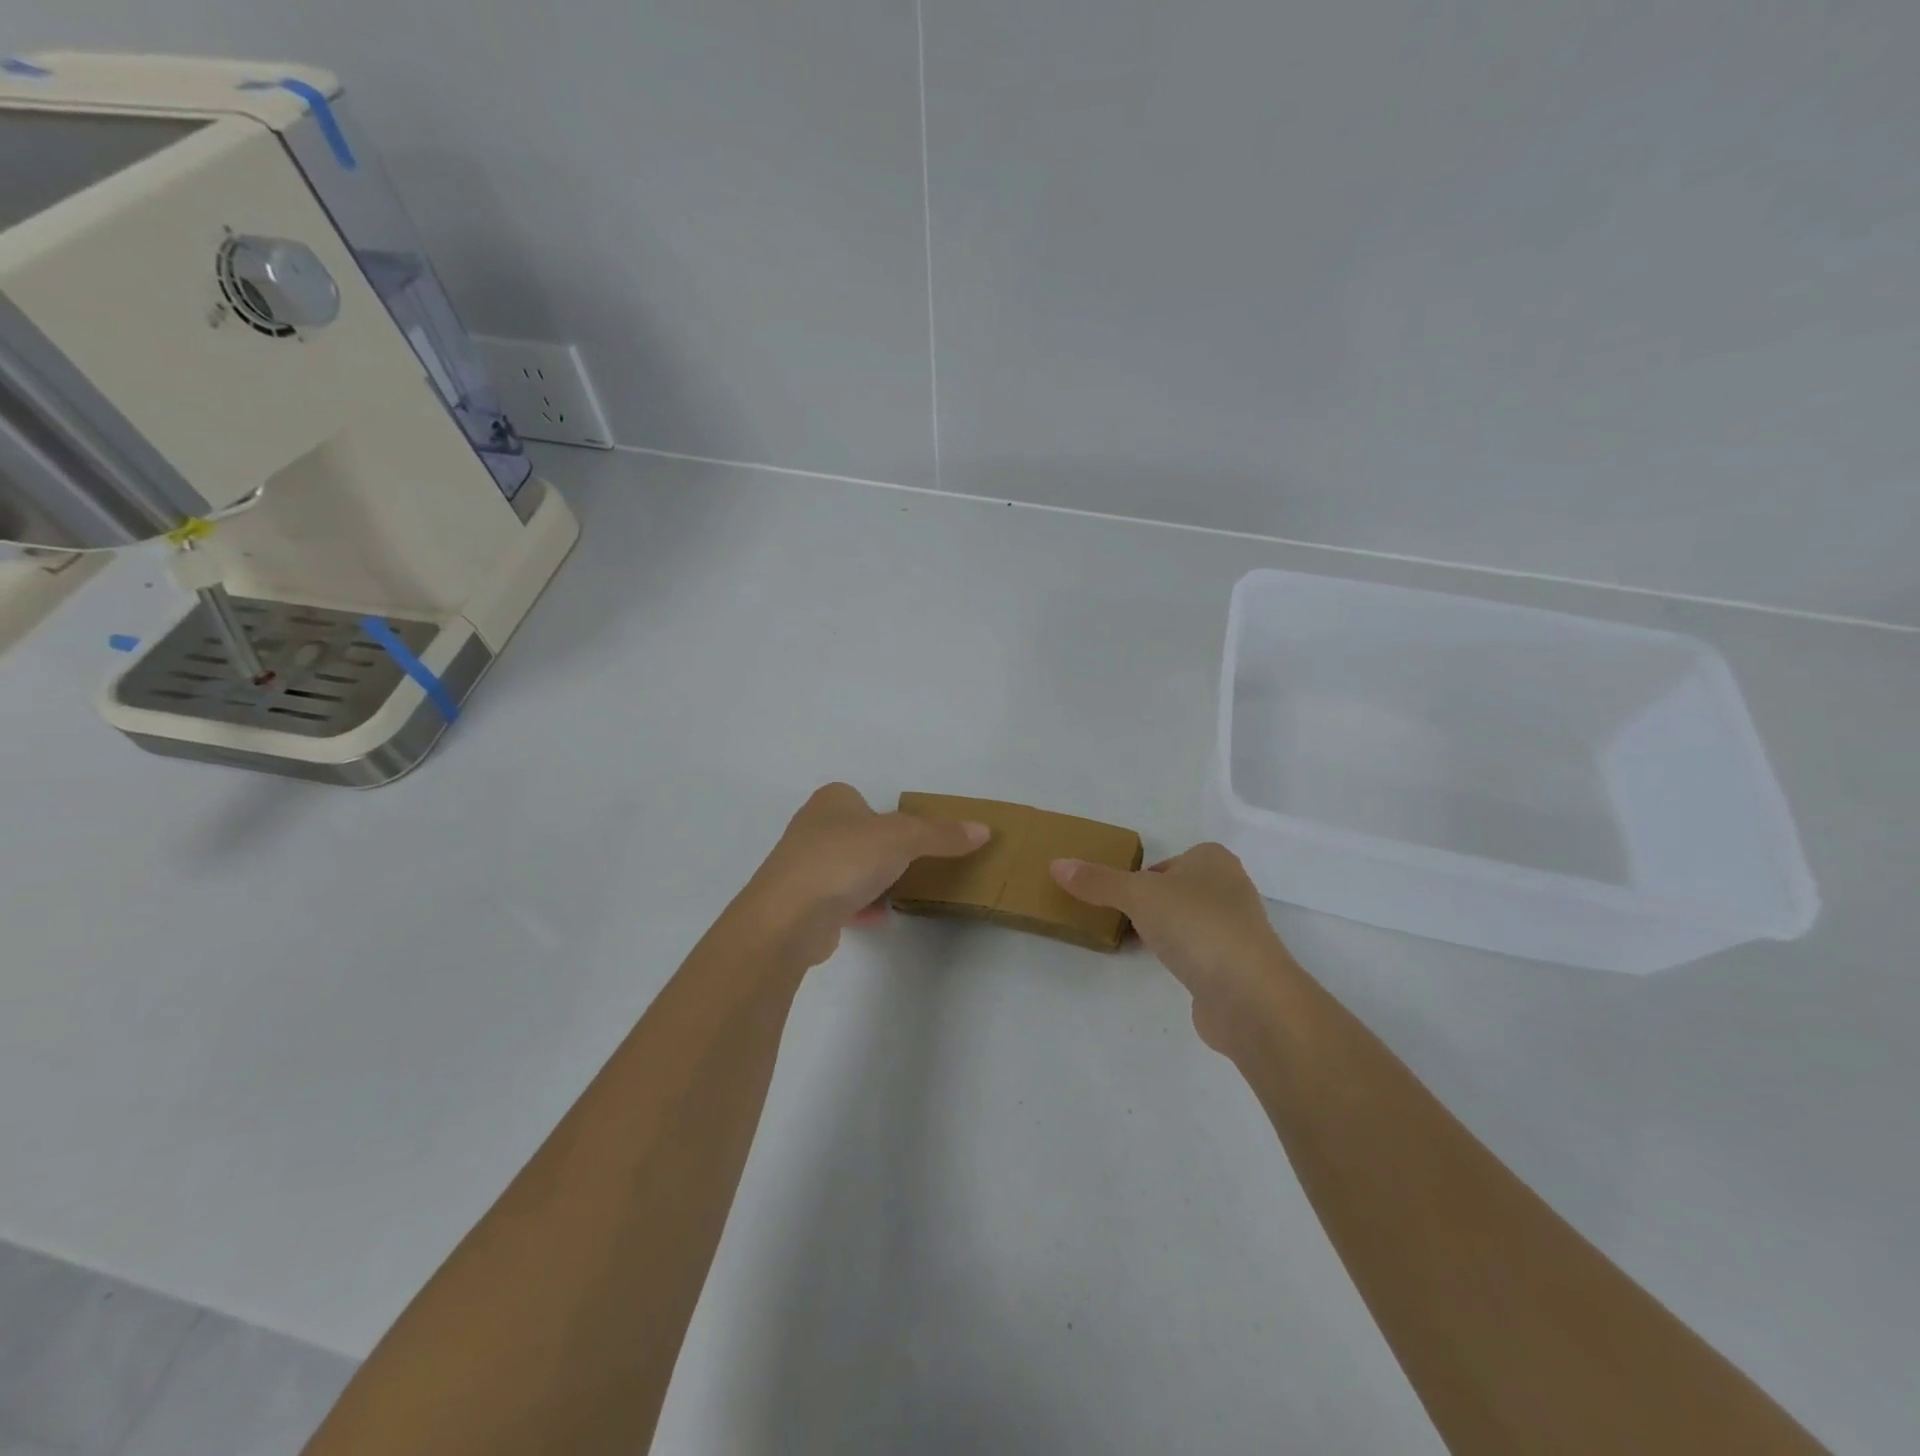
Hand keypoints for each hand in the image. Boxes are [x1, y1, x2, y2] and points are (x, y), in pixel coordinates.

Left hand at [742, 783, 989, 968]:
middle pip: (857, 835)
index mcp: (831, 800)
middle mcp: (812, 827)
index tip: (911, 837)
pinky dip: (858, 907)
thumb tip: (983, 830)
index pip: (864, 799)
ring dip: (870, 880)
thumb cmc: (845, 859)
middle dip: (881, 851)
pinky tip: (877, 917)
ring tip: (898, 892)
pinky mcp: (800, 904)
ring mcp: (802, 866)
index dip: (887, 816)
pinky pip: (837, 900)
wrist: (790, 916)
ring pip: (846, 868)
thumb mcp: (904, 838)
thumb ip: (942, 834)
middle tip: (911, 866)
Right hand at [1052, 843, 1301, 1055]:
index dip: (1137, 878)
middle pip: (1174, 891)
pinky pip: (1197, 952)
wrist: (1249, 995)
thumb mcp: (1137, 895)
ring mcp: (1236, 930)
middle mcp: (1229, 888)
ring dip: (1163, 932)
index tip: (1114, 898)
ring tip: (1135, 945)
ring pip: (1186, 922)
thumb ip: (1097, 881)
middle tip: (1116, 920)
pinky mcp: (1236, 966)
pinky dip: (1179, 958)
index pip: (1165, 862)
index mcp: (1212, 860)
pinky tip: (1163, 969)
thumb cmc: (1196, 926)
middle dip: (1147, 906)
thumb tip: (1056, 865)